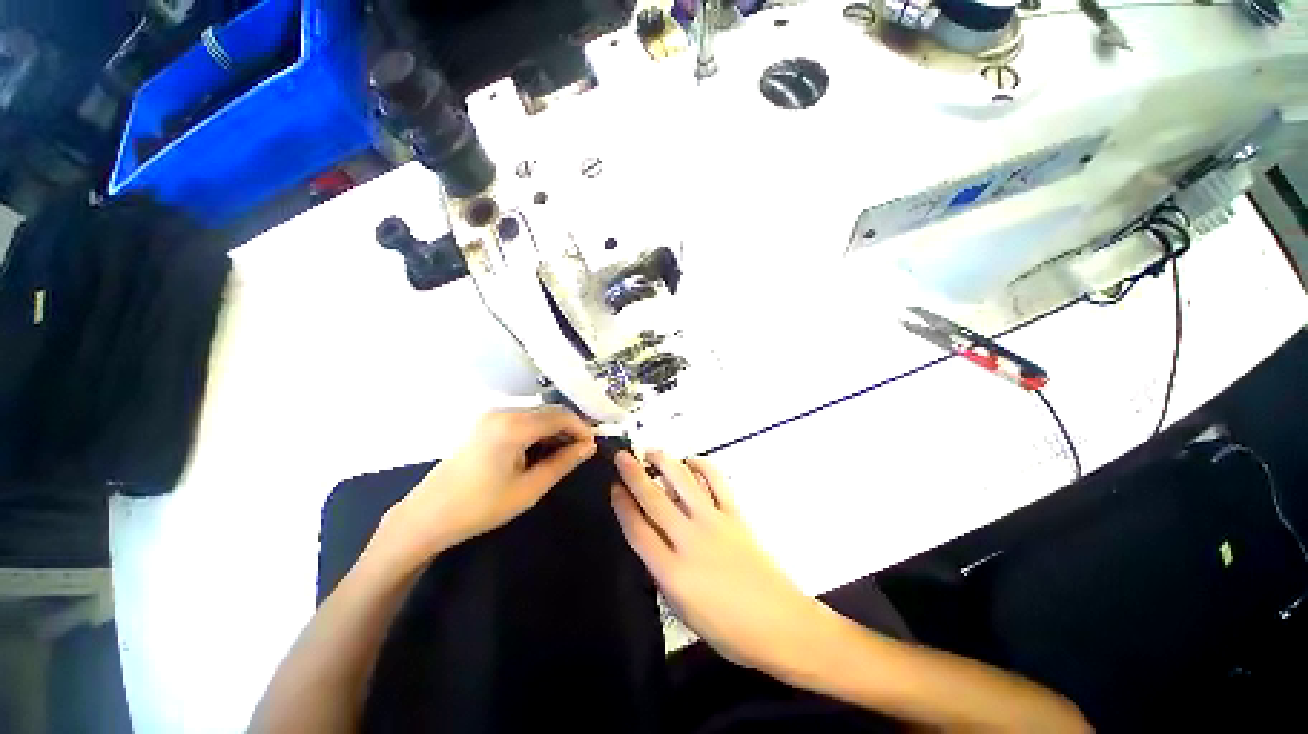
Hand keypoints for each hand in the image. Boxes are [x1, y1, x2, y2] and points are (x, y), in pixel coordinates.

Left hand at [370, 407, 595, 567]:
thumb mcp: (530, 488)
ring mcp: (491, 416)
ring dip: (554, 430)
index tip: (592, 447)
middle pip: (549, 411)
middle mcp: (503, 412)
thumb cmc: (481, 507)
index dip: (582, 428)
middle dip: (569, 428)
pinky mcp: (485, 424)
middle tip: (581, 451)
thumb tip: (590, 446)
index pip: (561, 416)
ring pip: (536, 415)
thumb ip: (563, 462)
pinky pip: (521, 420)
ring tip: (564, 454)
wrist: (427, 517)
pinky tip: (541, 450)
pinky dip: (537, 431)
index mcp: (514, 425)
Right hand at [610, 451, 823, 671]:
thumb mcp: (683, 612)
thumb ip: (663, 575)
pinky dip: (703, 466)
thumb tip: (653, 542)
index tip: (614, 487)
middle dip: (634, 475)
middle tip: (622, 456)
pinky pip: (717, 483)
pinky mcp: (735, 515)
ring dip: (665, 463)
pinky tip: (691, 460)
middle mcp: (689, 540)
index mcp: (672, 572)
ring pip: (683, 483)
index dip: (622, 506)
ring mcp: (714, 523)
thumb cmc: (728, 630)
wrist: (779, 623)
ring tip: (652, 452)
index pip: (638, 530)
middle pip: (654, 499)